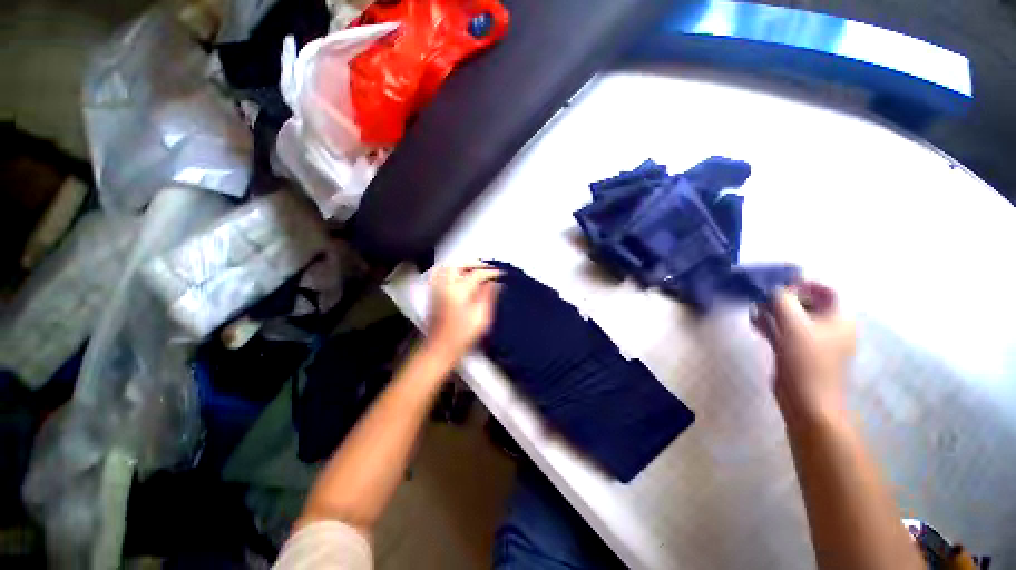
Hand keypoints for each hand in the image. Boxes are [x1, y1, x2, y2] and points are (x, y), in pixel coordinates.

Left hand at [426, 263, 501, 359]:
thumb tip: (495, 283)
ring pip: (448, 267)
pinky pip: (439, 274)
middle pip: (460, 265)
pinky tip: (456, 274)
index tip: (501, 273)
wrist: (439, 348)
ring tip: (474, 268)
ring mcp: (437, 289)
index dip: (491, 272)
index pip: (477, 274)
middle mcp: (446, 286)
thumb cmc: (462, 336)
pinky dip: (449, 270)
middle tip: (488, 267)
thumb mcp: (481, 317)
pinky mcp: (433, 295)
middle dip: (475, 263)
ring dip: (462, 265)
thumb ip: (488, 296)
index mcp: (459, 291)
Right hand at [753, 281, 856, 424]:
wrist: (807, 401)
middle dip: (781, 298)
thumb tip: (773, 287)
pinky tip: (755, 323)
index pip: (825, 291)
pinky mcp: (795, 350)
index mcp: (838, 319)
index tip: (779, 284)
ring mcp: (811, 340)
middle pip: (805, 303)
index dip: (804, 284)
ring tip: (753, 311)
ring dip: (771, 311)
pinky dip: (770, 325)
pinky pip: (783, 331)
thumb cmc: (808, 361)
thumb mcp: (794, 325)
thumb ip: (783, 301)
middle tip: (760, 297)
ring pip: (790, 317)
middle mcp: (827, 327)